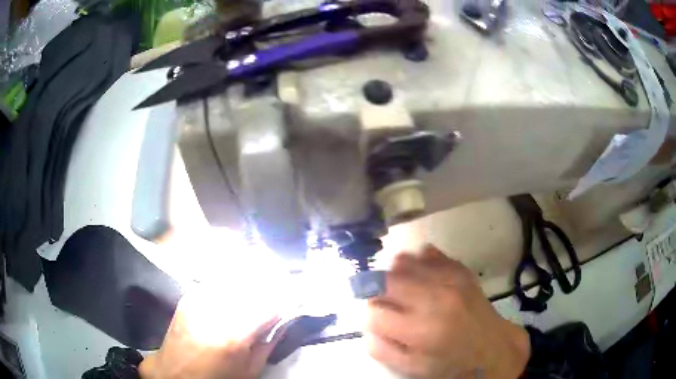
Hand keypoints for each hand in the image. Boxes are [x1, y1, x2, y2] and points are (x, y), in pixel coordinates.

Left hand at [140, 288, 280, 378]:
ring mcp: (199, 298)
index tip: (295, 298)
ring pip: (236, 278)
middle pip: (254, 284)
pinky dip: (231, 284)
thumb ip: (269, 342)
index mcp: (235, 334)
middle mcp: (216, 309)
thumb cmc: (216, 378)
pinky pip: (218, 282)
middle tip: (280, 288)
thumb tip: (284, 320)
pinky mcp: (190, 295)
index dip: (287, 299)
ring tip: (258, 290)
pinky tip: (234, 293)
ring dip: (252, 282)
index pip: (271, 304)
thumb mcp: (250, 369)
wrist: (175, 373)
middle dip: (271, 286)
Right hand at [365, 245, 529, 378]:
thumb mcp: (412, 368)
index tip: (380, 321)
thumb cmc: (450, 363)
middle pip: (385, 280)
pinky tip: (423, 279)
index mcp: (420, 330)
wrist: (491, 347)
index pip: (373, 312)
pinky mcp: (460, 269)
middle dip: (378, 291)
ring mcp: (449, 279)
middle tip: (389, 304)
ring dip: (396, 276)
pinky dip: (418, 263)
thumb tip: (367, 324)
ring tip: (405, 291)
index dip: (370, 316)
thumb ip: (382, 348)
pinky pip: (427, 252)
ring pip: (403, 261)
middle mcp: (433, 299)